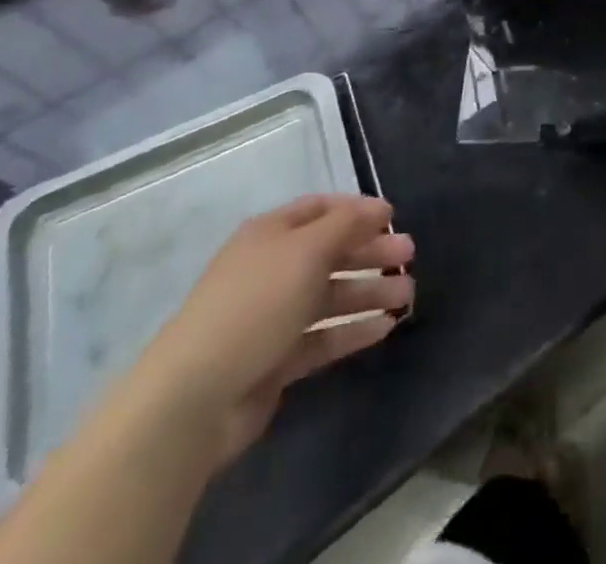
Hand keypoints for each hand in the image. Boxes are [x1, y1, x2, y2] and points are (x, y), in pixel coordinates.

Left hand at [123, 195, 414, 469]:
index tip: (394, 217)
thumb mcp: (307, 250)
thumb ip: (348, 224)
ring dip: (369, 291)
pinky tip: (385, 328)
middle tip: (409, 256)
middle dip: (371, 251)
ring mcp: (273, 316)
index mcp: (271, 234)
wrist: (195, 397)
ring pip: (330, 295)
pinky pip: (323, 336)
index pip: (321, 209)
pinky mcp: (276, 360)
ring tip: (408, 295)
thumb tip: (378, 208)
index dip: (358, 210)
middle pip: (330, 252)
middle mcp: (272, 269)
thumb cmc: (256, 303)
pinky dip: (353, 329)